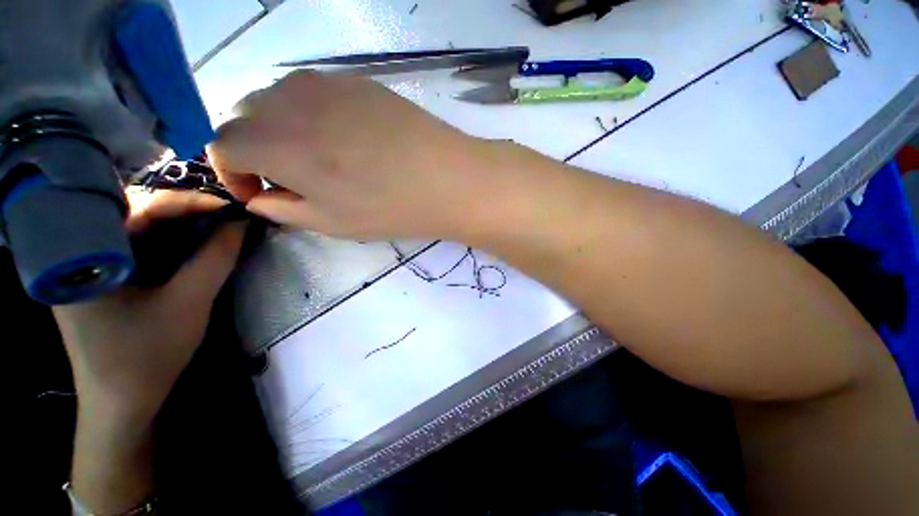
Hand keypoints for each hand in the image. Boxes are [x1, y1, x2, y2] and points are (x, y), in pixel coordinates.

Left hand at [53, 190, 245, 426]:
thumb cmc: (147, 357)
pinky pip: (135, 247)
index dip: (189, 203)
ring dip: (178, 226)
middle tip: (226, 216)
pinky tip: (190, 247)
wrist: (122, 404)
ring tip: (215, 227)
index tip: (231, 208)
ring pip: (137, 229)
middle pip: (134, 214)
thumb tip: (241, 223)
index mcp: (84, 257)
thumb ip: (216, 259)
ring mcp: (87, 266)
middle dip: (184, 212)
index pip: (139, 208)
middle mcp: (78, 252)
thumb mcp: (189, 304)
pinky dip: (167, 243)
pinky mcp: (99, 278)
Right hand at [208, 70, 506, 240]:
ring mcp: (326, 84)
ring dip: (280, 128)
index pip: (222, 146)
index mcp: (277, 144)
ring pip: (276, 98)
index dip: (232, 173)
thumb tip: (261, 197)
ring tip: (316, 157)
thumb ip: (284, 209)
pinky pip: (314, 91)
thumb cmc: (391, 208)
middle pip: (244, 117)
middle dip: (253, 149)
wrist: (447, 179)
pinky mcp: (357, 81)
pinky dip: (310, 113)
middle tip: (288, 177)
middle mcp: (291, 103)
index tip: (259, 192)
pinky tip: (343, 136)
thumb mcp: (332, 223)